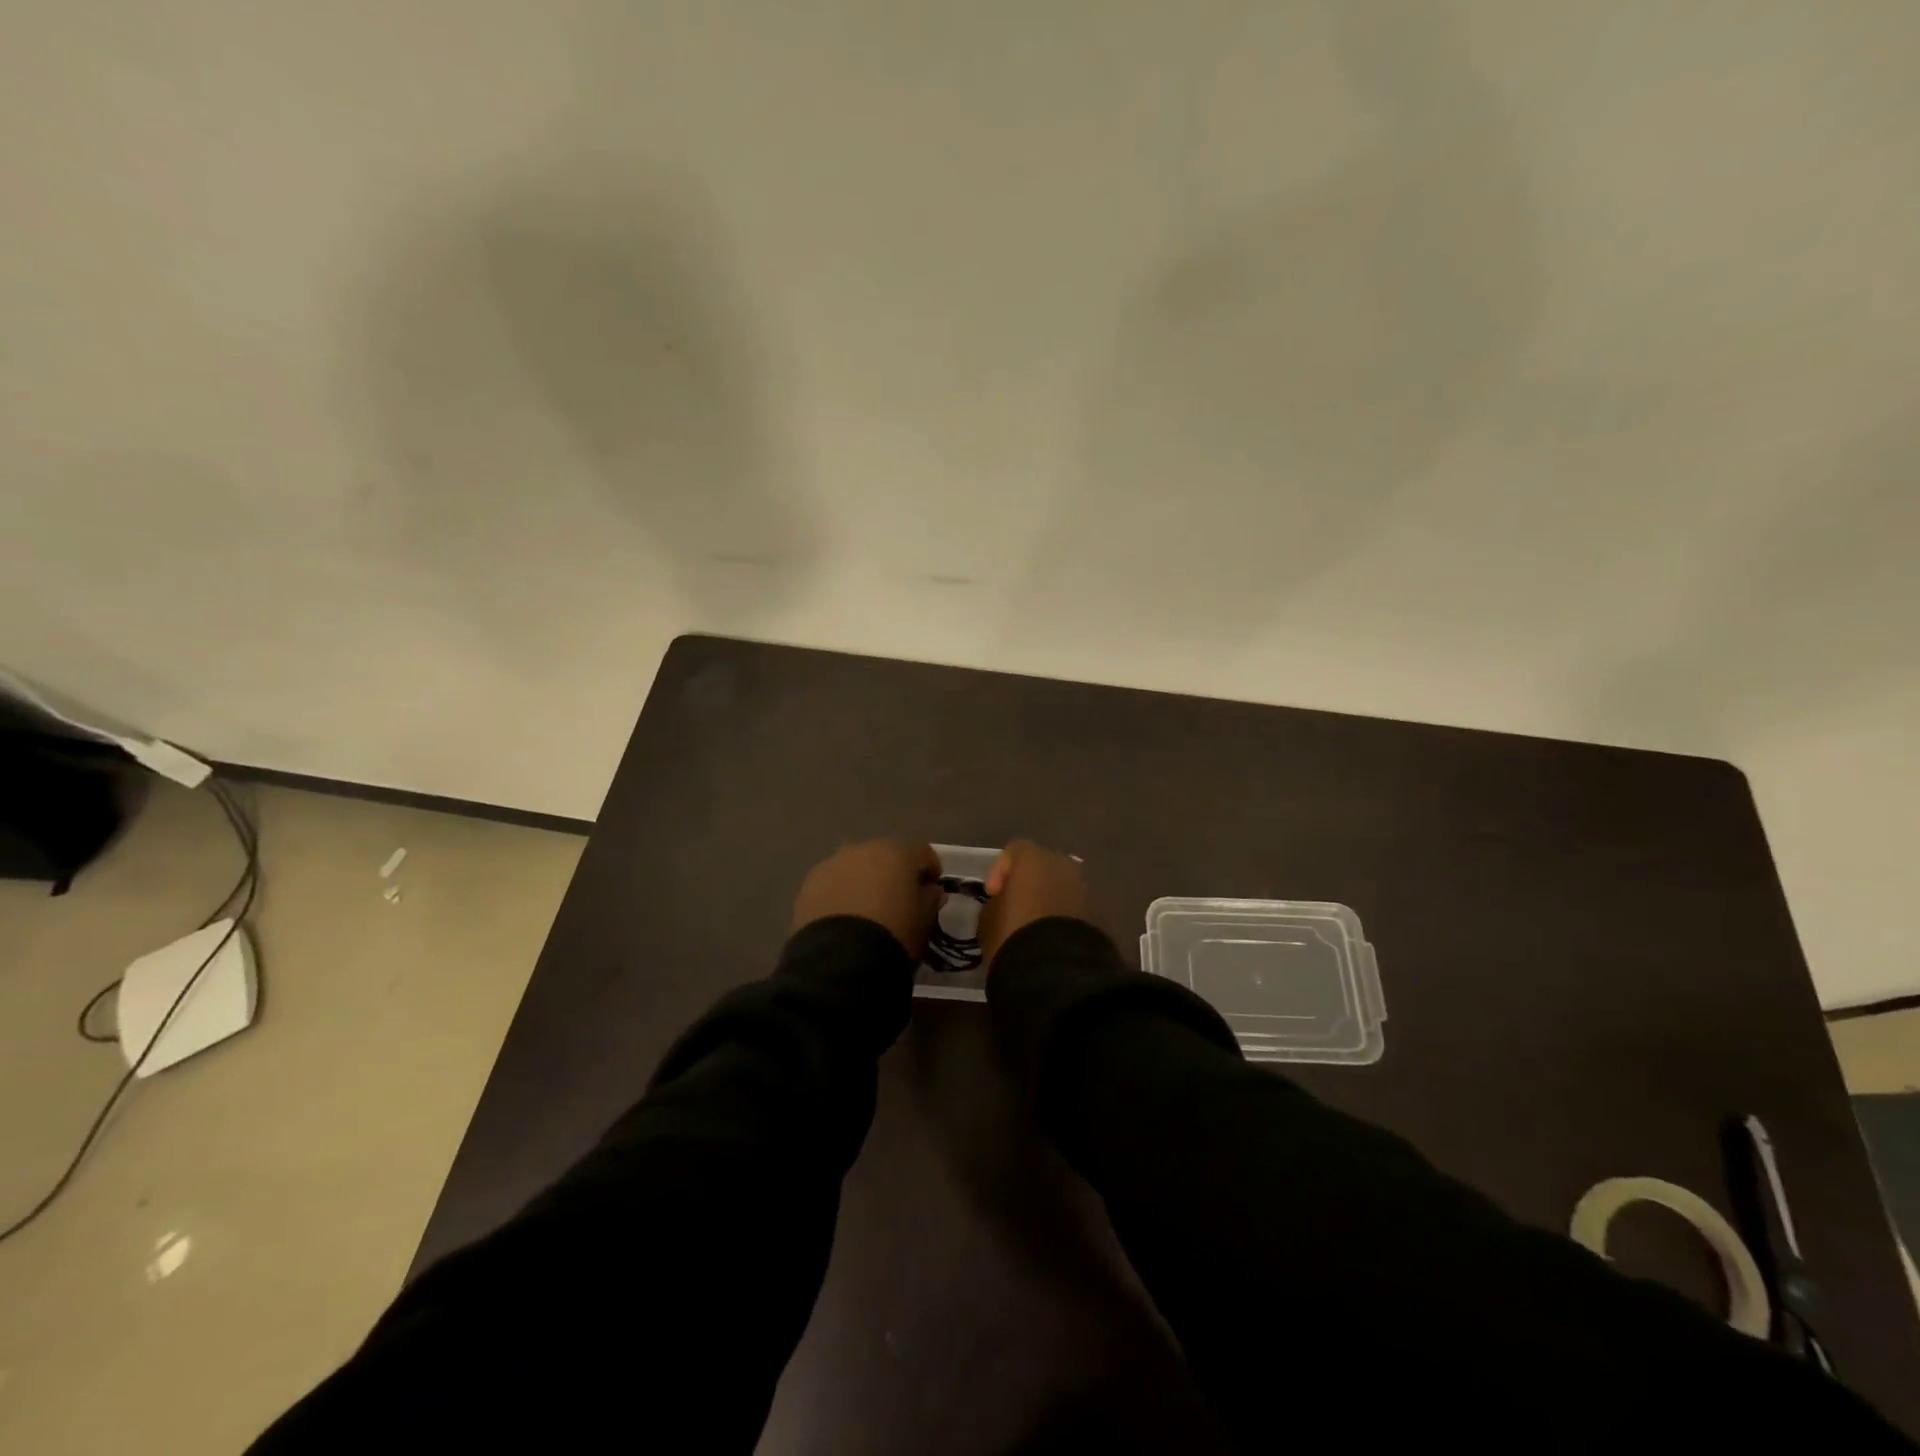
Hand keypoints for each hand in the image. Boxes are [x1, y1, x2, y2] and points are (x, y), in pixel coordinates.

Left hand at [791, 839, 943, 958]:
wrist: (840, 960)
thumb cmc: (893, 935)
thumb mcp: (923, 922)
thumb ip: (930, 900)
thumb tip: (930, 891)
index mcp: (897, 852)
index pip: (922, 853)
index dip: (930, 870)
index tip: (932, 891)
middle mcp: (863, 849)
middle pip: (885, 855)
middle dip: (894, 873)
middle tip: (898, 900)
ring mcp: (832, 864)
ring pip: (856, 867)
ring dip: (864, 881)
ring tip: (867, 911)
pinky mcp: (809, 884)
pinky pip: (833, 883)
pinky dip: (841, 894)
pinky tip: (844, 918)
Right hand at [978, 839, 1087, 967]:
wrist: (1057, 970)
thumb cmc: (1014, 934)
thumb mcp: (988, 920)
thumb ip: (994, 905)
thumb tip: (1001, 905)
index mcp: (1034, 858)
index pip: (1014, 852)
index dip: (1000, 871)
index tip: (993, 895)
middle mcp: (1064, 865)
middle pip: (1042, 867)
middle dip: (1029, 884)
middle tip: (1016, 908)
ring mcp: (1085, 889)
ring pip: (1062, 888)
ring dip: (1049, 901)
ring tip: (1035, 927)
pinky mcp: (1099, 915)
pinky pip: (1075, 909)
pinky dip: (1064, 918)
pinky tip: (1053, 939)